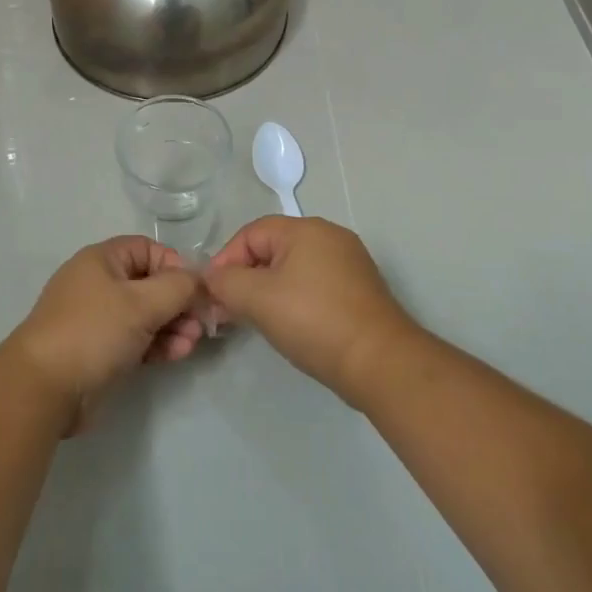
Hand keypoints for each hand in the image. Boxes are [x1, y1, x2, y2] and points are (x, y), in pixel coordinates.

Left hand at [6, 236, 206, 429]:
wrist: (44, 389)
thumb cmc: (93, 331)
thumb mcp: (141, 303)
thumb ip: (178, 287)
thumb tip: (200, 280)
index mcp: (102, 260)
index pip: (148, 249)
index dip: (175, 265)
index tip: (196, 290)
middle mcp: (100, 284)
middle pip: (150, 283)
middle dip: (178, 302)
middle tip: (200, 323)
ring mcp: (99, 319)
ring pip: (146, 314)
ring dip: (173, 325)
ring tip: (190, 344)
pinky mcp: (101, 350)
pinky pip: (137, 339)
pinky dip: (158, 344)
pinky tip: (177, 355)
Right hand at [205, 216, 419, 405]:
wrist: (380, 362)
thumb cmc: (314, 321)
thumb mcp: (258, 299)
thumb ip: (226, 282)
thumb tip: (211, 279)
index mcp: (305, 228)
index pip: (250, 233)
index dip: (226, 261)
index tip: (214, 295)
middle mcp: (329, 236)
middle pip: (272, 249)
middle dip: (246, 277)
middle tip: (230, 310)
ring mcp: (349, 263)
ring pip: (293, 268)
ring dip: (268, 290)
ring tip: (256, 320)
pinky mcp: (359, 290)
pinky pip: (314, 284)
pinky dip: (294, 299)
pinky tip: (290, 325)